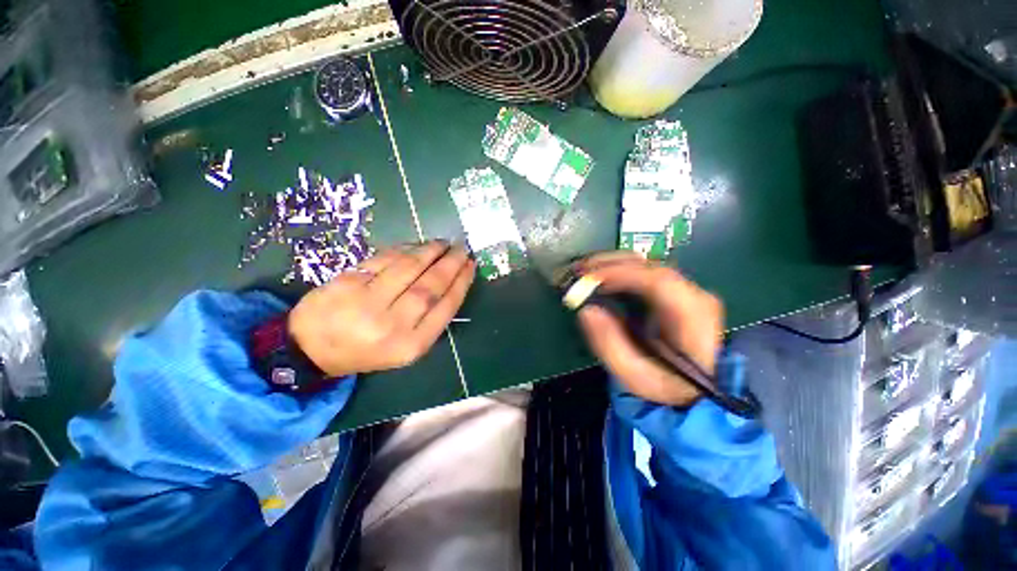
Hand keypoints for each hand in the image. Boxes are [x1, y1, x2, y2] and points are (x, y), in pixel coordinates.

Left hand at [288, 241, 475, 376]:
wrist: (312, 348)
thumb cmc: (367, 350)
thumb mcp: (406, 347)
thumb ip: (430, 320)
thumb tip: (452, 282)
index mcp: (410, 345)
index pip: (445, 307)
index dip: (461, 282)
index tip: (471, 266)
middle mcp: (391, 325)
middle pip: (429, 286)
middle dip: (450, 264)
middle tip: (462, 249)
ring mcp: (366, 302)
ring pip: (409, 268)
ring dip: (430, 252)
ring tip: (443, 244)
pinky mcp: (348, 282)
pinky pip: (385, 260)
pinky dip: (405, 250)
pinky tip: (417, 246)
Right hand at [574, 252, 723, 406]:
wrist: (698, 391)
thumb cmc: (668, 386)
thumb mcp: (636, 376)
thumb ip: (610, 345)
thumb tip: (586, 310)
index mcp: (692, 315)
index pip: (657, 280)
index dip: (619, 273)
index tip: (588, 278)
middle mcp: (693, 294)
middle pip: (649, 265)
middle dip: (609, 264)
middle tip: (578, 270)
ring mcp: (685, 289)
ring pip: (645, 264)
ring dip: (611, 264)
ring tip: (583, 271)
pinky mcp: (673, 292)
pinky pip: (643, 272)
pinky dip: (618, 270)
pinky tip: (600, 277)